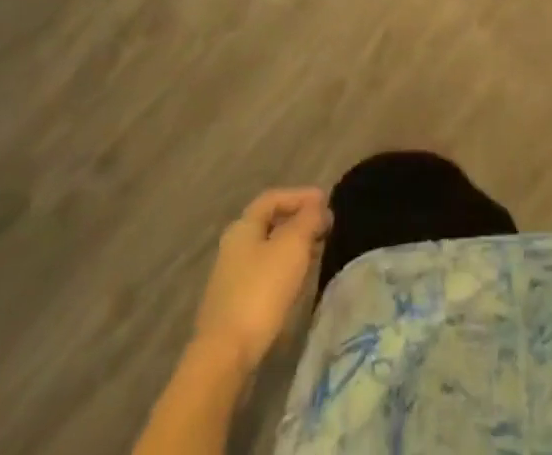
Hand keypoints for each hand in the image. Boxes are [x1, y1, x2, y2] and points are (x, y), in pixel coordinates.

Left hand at [192, 188, 331, 372]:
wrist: (225, 356)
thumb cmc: (261, 291)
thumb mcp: (293, 246)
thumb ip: (309, 219)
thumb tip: (318, 207)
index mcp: (243, 227)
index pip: (273, 198)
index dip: (300, 195)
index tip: (326, 202)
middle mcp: (233, 247)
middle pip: (270, 224)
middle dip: (299, 221)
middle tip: (325, 227)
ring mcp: (231, 278)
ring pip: (269, 250)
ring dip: (294, 246)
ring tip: (318, 252)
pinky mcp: (235, 305)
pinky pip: (265, 274)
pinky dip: (285, 268)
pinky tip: (299, 280)